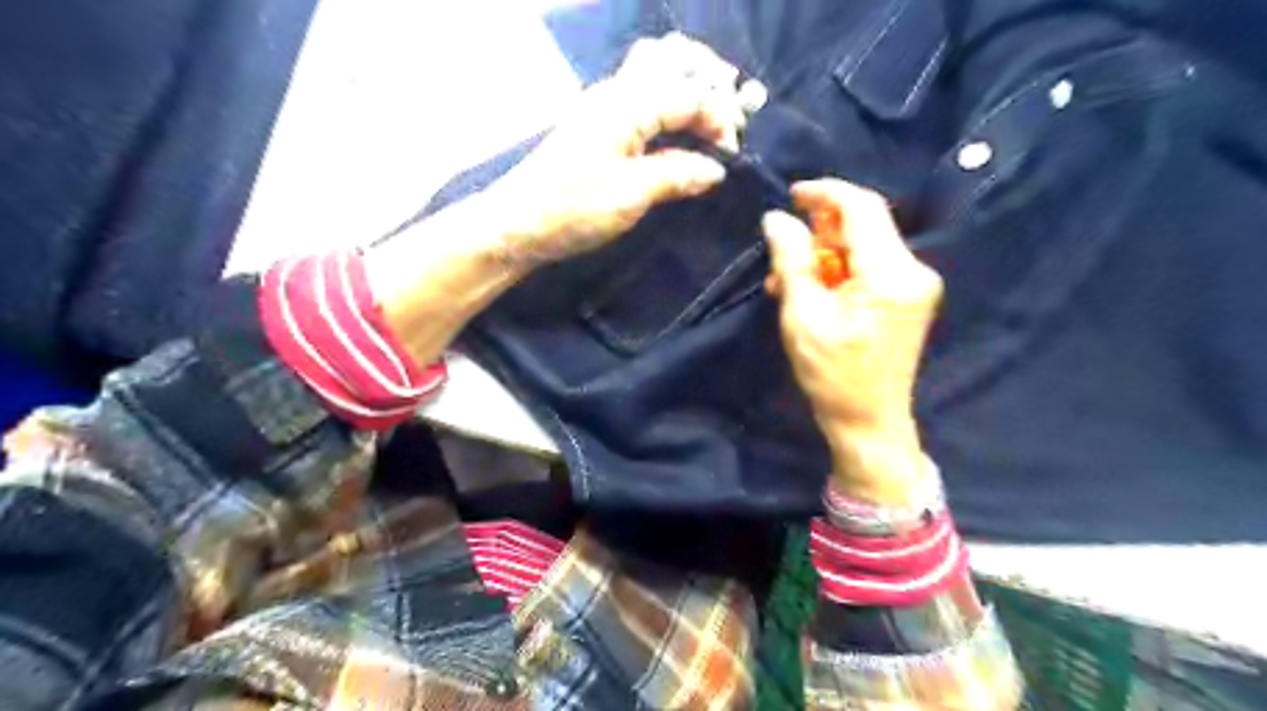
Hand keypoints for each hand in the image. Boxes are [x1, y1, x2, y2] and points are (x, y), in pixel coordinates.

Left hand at [482, 30, 745, 265]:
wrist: (517, 224)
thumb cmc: (572, 208)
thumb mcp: (631, 195)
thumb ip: (677, 176)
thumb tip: (715, 169)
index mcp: (626, 104)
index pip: (688, 93)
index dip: (719, 118)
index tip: (732, 154)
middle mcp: (615, 93)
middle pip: (670, 59)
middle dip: (707, 81)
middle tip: (731, 116)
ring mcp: (603, 107)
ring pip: (653, 73)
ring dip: (687, 87)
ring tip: (710, 118)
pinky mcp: (596, 127)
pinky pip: (640, 98)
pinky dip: (667, 105)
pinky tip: (677, 131)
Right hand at [761, 181, 938, 503]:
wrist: (869, 422)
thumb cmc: (833, 375)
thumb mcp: (803, 317)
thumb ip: (792, 262)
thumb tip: (776, 219)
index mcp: (891, 273)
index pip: (862, 208)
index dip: (825, 193)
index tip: (790, 195)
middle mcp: (913, 270)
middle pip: (865, 225)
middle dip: (820, 231)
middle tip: (781, 254)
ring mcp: (915, 285)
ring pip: (864, 246)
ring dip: (825, 254)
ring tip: (788, 281)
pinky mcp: (907, 298)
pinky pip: (870, 267)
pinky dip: (839, 271)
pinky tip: (812, 291)